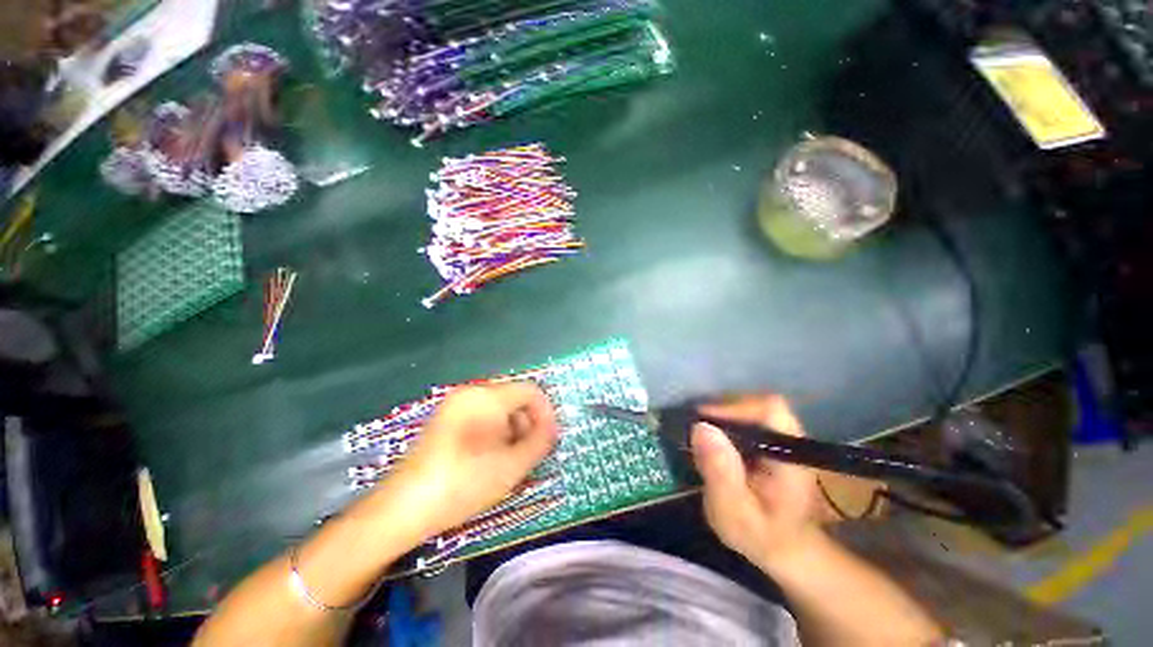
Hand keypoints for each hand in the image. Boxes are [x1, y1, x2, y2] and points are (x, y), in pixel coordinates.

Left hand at [384, 383, 558, 538]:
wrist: (403, 507)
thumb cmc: (463, 484)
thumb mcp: (512, 466)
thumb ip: (540, 441)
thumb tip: (553, 428)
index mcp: (487, 396)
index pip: (530, 390)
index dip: (546, 412)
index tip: (549, 439)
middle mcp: (471, 392)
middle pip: (515, 397)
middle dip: (528, 422)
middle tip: (529, 453)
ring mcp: (455, 403)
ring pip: (498, 407)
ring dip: (512, 428)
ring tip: (509, 459)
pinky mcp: (446, 417)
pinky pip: (481, 414)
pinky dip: (494, 430)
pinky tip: (489, 456)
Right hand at [691, 394, 821, 570]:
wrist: (786, 550)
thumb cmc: (762, 536)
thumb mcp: (735, 513)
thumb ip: (720, 473)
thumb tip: (700, 427)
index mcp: (790, 455)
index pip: (770, 409)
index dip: (734, 406)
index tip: (702, 420)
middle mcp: (789, 439)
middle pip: (755, 404)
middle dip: (721, 412)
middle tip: (693, 429)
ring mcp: (780, 439)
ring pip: (749, 410)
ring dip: (720, 417)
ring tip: (698, 436)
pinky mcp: (769, 442)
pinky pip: (745, 421)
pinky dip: (724, 425)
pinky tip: (710, 443)